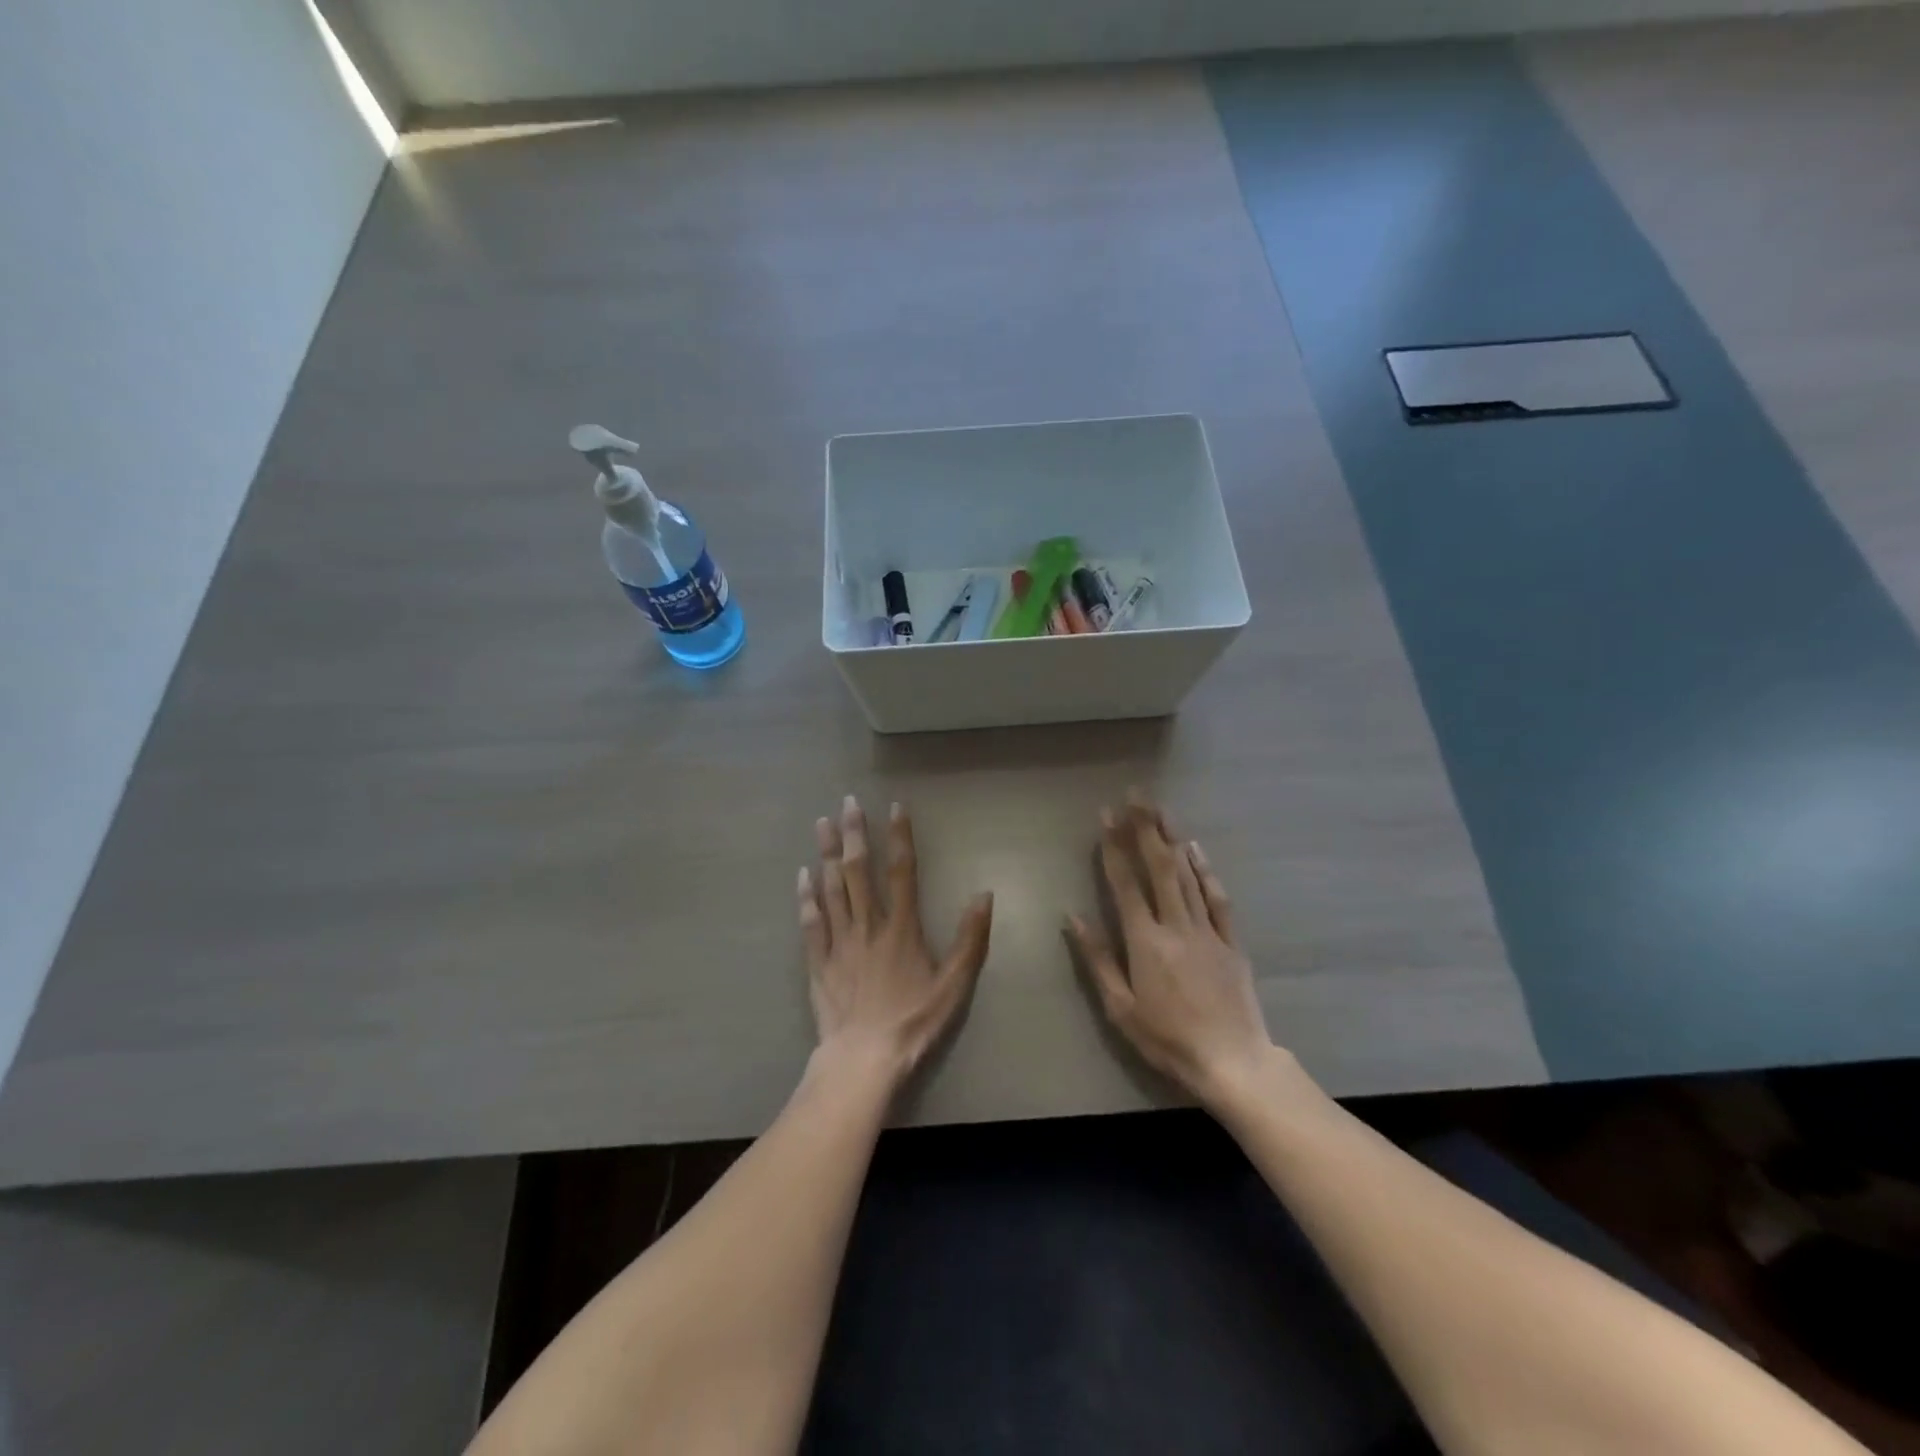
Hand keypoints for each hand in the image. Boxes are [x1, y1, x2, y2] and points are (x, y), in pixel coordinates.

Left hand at [799, 795, 993, 1089]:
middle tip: (846, 802)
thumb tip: (984, 895)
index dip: (899, 836)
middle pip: (858, 871)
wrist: (863, 1058)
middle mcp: (868, 925)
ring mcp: (839, 942)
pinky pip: (811, 922)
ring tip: (822, 824)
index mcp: (901, 927)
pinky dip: (806, 897)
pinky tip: (803, 876)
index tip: (894, 806)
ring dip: (827, 854)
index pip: (902, 871)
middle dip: (854, 834)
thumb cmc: (913, 1021)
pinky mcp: (819, 962)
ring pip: (831, 889)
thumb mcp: (954, 985)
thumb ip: (970, 939)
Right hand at [1066, 795, 1275, 1107]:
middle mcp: (1176, 925)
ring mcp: (1207, 930)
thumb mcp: (1120, 1008)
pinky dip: (1206, 870)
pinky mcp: (1230, 941)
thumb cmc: (1168, 1039)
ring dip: (1173, 838)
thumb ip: (1097, 959)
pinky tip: (1196, 848)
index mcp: (1145, 941)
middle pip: (1160, 867)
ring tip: (1160, 808)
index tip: (1106, 815)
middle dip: (1145, 827)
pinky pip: (1217, 898)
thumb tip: (1072, 916)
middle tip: (1136, 794)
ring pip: (1188, 874)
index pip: (1125, 883)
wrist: (1233, 1062)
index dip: (1114, 846)